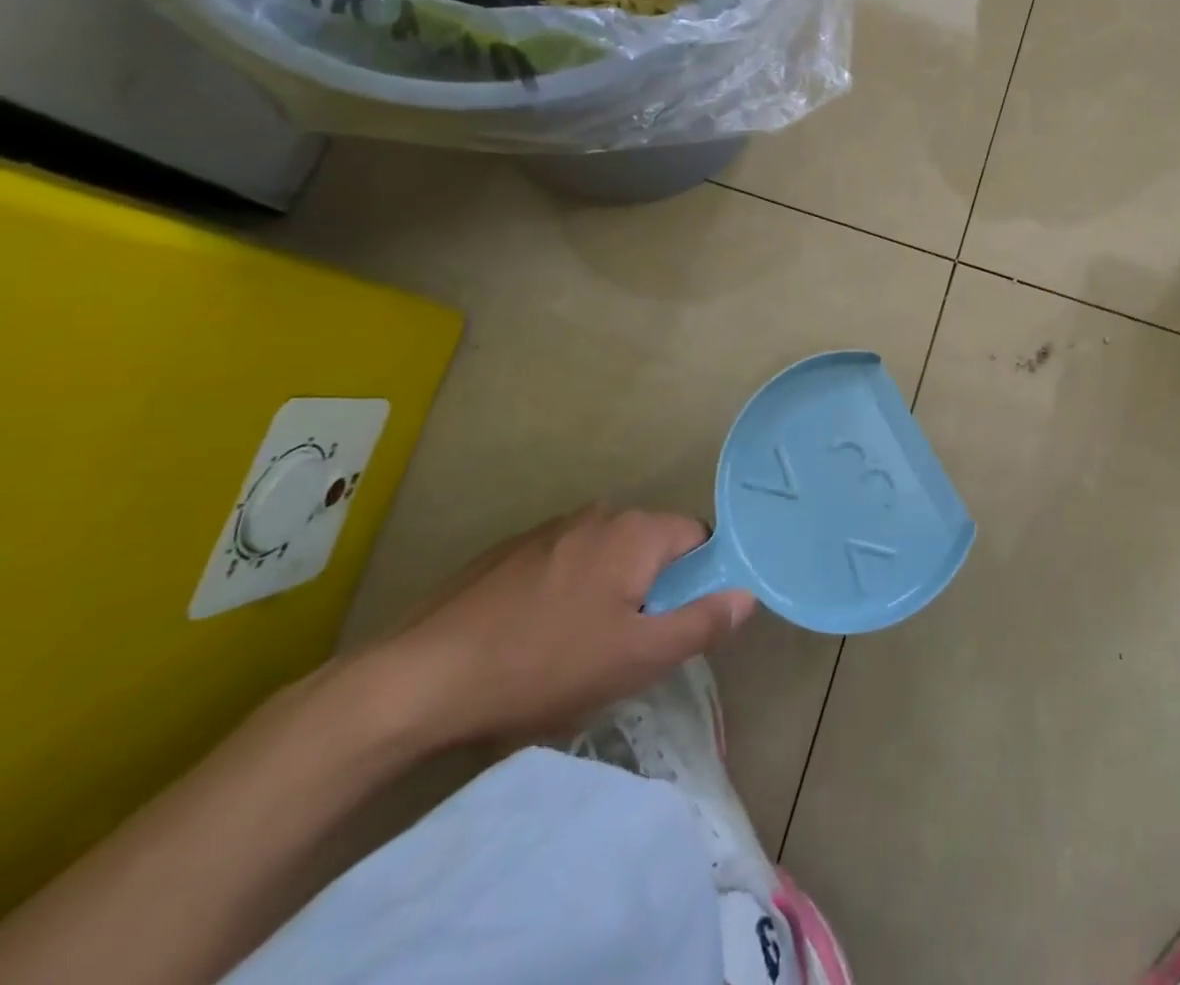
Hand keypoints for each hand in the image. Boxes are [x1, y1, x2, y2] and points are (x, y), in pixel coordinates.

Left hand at [364, 507, 754, 748]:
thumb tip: (748, 594)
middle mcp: (598, 515)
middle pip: (652, 547)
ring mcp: (548, 530)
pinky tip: (535, 639)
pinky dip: (567, 593)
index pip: (699, 539)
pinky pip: (563, 565)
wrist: (413, 682)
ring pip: (606, 557)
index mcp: (635, 531)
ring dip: (609, 593)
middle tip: (630, 646)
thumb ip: (702, 622)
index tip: (678, 626)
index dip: (700, 582)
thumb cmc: (542, 666)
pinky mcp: (507, 552)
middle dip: (652, 591)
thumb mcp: (637, 658)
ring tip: (579, 649)